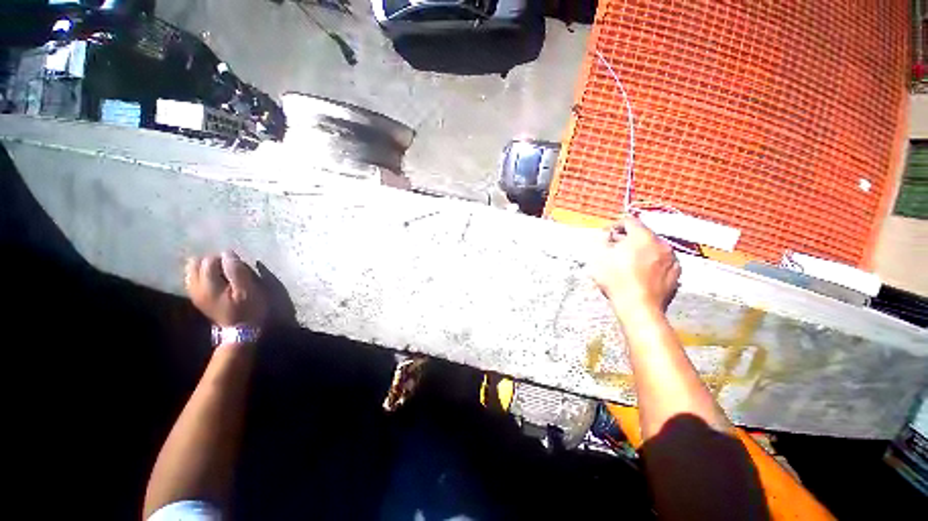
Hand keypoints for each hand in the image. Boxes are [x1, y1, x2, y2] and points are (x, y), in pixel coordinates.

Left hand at [185, 251, 267, 327]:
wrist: (240, 331)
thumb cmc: (249, 310)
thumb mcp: (249, 291)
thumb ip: (237, 271)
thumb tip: (228, 253)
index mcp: (208, 285)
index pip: (209, 261)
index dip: (225, 258)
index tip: (239, 265)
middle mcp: (196, 288)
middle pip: (195, 263)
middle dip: (212, 260)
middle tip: (229, 267)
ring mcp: (195, 294)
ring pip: (192, 271)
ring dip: (206, 267)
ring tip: (223, 272)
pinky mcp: (197, 298)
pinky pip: (193, 279)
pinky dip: (203, 275)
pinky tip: (215, 279)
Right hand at [591, 217, 680, 320]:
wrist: (639, 307)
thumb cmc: (616, 280)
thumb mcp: (600, 257)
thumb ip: (603, 240)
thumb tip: (607, 234)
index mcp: (642, 236)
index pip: (629, 221)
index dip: (616, 226)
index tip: (607, 235)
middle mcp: (661, 243)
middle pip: (643, 234)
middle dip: (628, 239)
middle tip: (615, 249)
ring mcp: (672, 258)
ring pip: (653, 247)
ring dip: (641, 250)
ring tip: (629, 262)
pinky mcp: (677, 273)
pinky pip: (662, 261)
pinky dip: (652, 262)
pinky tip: (641, 273)